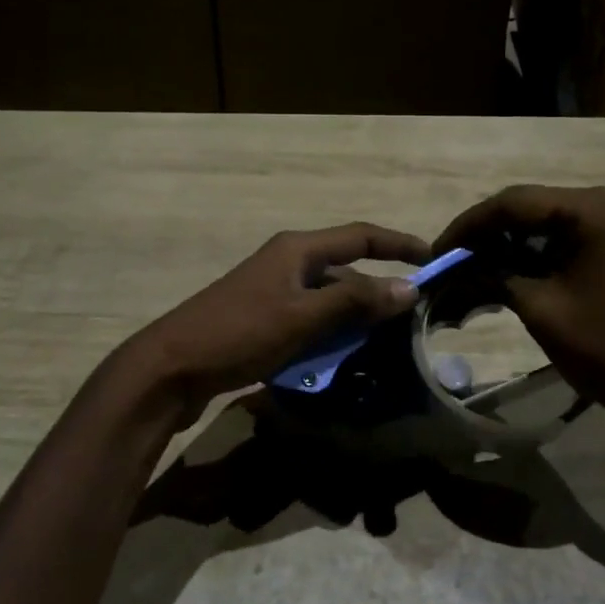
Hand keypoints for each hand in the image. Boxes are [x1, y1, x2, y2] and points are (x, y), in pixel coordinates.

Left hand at [126, 222, 429, 411]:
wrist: (170, 368)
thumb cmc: (238, 334)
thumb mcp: (302, 318)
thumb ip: (354, 302)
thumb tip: (409, 287)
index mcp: (297, 250)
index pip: (360, 235)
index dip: (399, 244)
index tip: (433, 258)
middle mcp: (287, 263)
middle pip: (345, 268)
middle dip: (378, 288)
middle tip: (412, 315)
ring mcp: (272, 292)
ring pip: (328, 298)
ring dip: (355, 316)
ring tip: (387, 342)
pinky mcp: (262, 319)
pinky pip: (310, 320)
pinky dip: (331, 333)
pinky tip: (344, 358)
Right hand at [432, 185, 604, 433]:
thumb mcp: (541, 309)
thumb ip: (495, 276)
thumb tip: (459, 267)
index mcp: (597, 209)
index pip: (516, 202)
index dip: (469, 226)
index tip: (438, 251)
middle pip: (535, 208)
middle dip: (490, 236)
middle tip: (453, 262)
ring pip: (553, 223)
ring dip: (514, 246)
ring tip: (474, 270)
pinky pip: (574, 238)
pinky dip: (542, 254)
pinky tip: (511, 272)